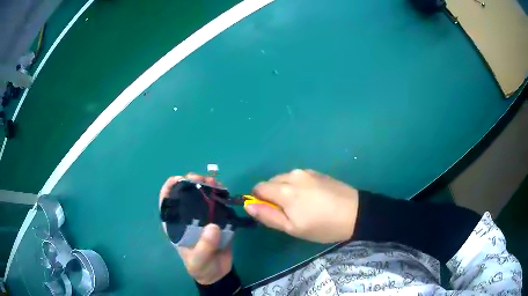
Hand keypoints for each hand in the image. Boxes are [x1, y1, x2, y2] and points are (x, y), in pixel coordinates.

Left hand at [160, 173, 232, 284]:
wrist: (217, 273)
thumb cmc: (201, 267)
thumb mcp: (199, 260)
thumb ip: (205, 246)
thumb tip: (213, 226)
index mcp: (177, 225)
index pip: (167, 202)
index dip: (169, 188)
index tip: (179, 179)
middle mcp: (188, 218)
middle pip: (186, 195)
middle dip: (192, 183)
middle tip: (201, 179)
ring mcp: (203, 218)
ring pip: (202, 196)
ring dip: (207, 186)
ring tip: (214, 182)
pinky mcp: (217, 220)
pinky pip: (218, 204)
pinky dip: (220, 195)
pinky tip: (224, 190)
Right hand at [245, 169, 358, 243]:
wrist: (355, 213)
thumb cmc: (322, 226)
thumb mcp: (293, 228)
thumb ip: (268, 216)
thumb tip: (248, 205)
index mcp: (285, 190)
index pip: (258, 188)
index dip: (259, 200)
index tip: (272, 212)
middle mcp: (293, 175)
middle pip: (270, 182)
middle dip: (273, 195)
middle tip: (289, 212)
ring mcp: (306, 171)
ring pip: (283, 179)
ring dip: (285, 190)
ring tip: (302, 205)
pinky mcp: (316, 171)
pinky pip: (297, 177)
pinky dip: (296, 186)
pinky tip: (312, 198)